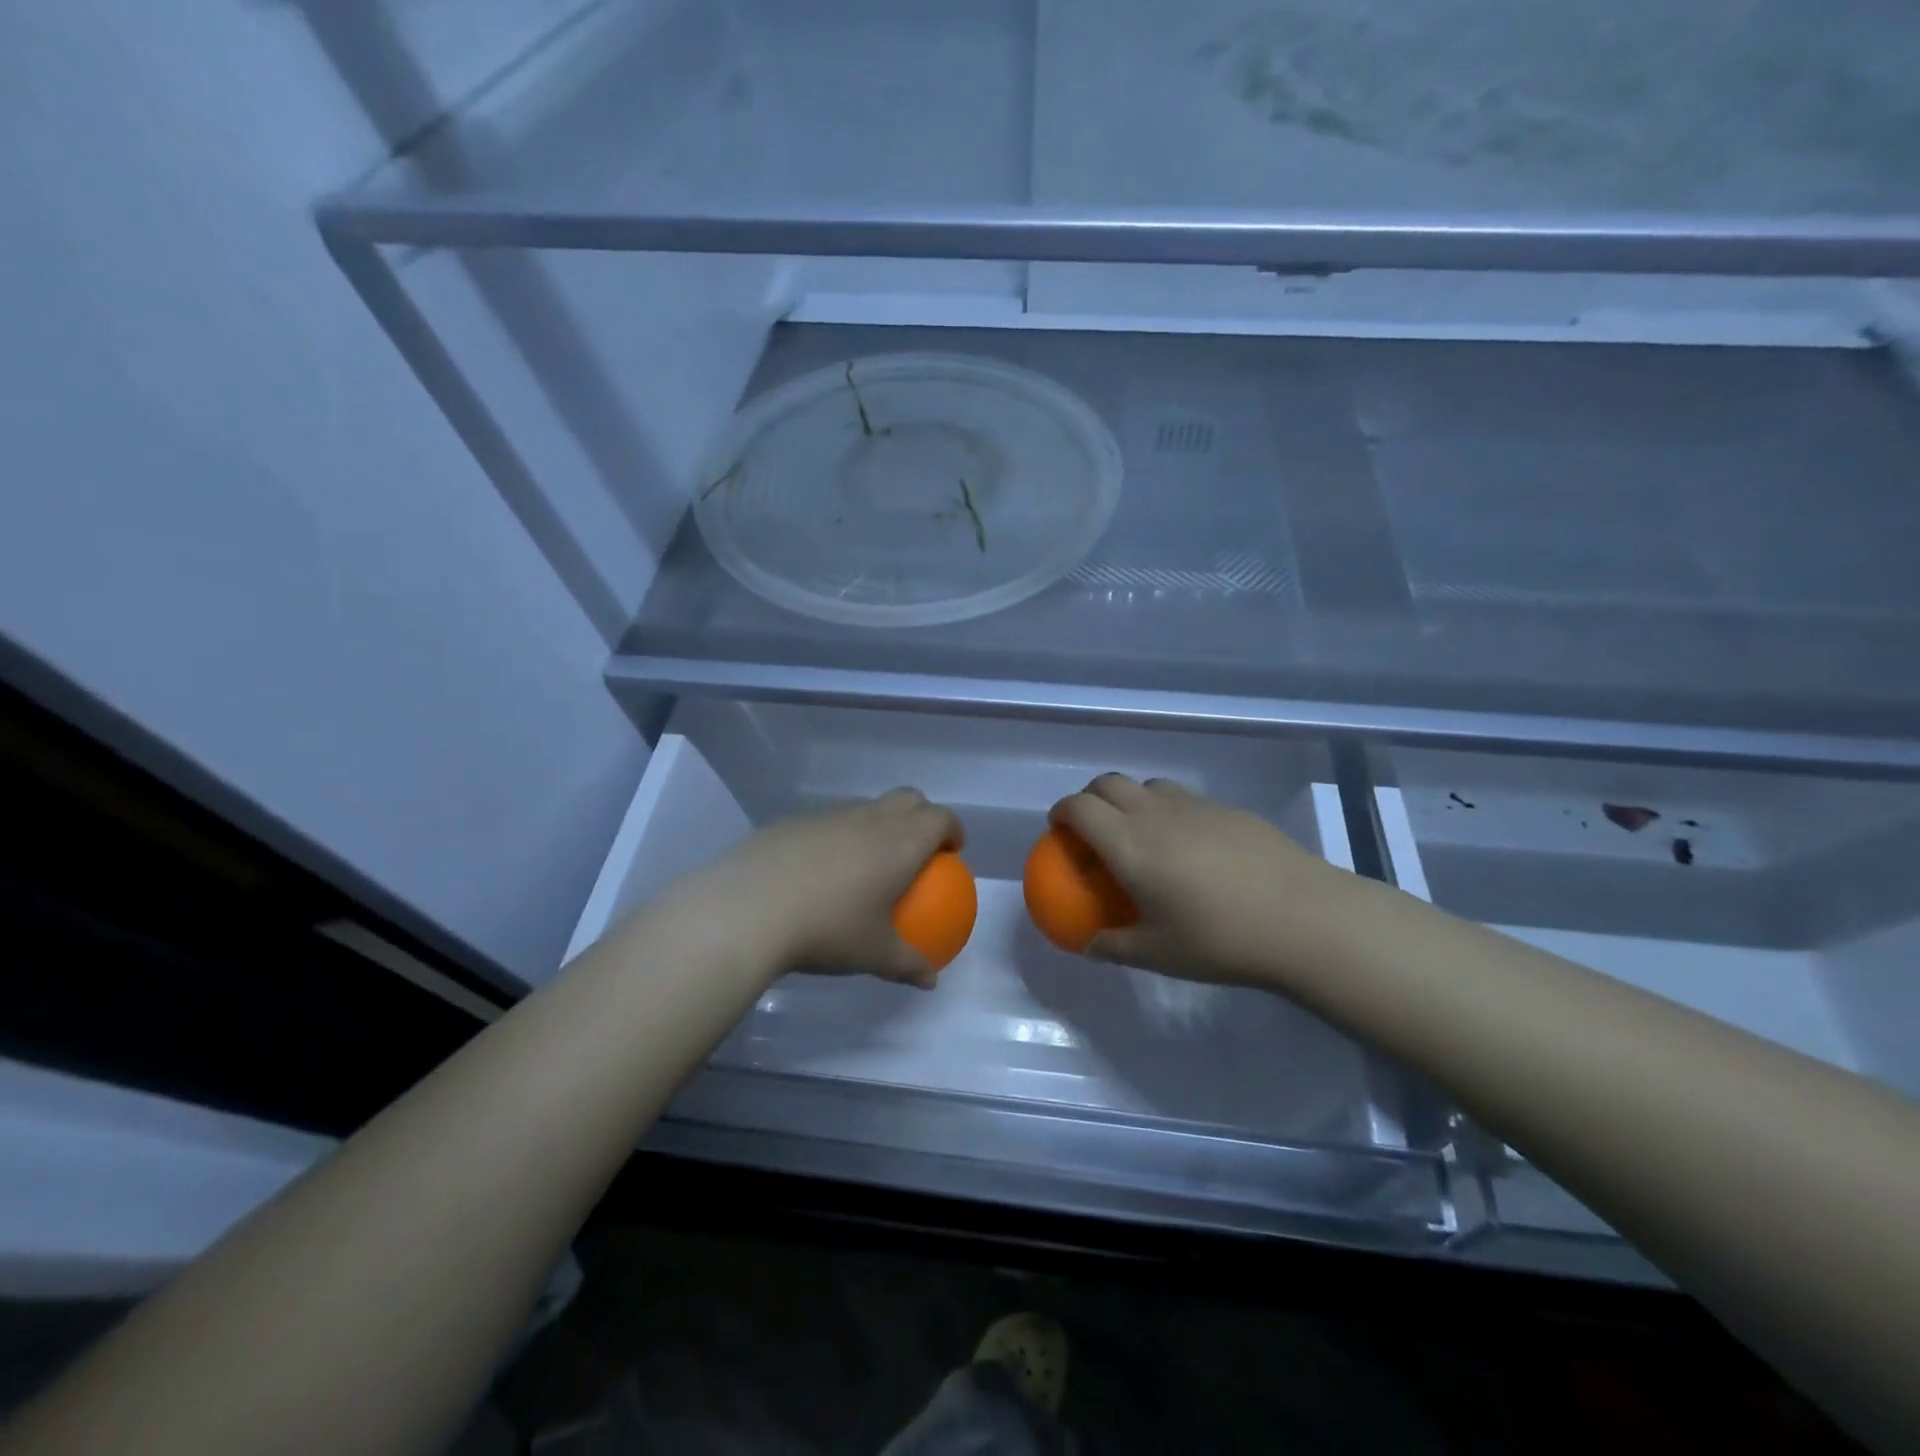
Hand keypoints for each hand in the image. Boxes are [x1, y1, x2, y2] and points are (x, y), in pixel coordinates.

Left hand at [662, 789, 962, 989]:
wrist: (750, 909)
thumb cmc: (828, 929)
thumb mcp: (874, 955)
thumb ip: (908, 965)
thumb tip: (930, 981)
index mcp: (900, 842)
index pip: (940, 818)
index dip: (952, 829)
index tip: (952, 851)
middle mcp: (870, 818)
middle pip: (909, 799)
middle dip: (922, 816)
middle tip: (918, 850)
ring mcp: (830, 815)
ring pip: (867, 807)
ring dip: (879, 825)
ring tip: (868, 863)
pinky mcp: (795, 821)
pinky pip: (830, 821)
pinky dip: (839, 836)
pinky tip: (820, 872)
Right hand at [1048, 773, 1352, 987]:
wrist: (1303, 918)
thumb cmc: (1219, 938)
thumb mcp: (1158, 953)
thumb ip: (1115, 946)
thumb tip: (1090, 946)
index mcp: (1128, 843)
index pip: (1079, 807)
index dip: (1061, 811)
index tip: (1058, 828)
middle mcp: (1155, 813)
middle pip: (1109, 782)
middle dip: (1091, 797)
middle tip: (1093, 828)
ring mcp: (1195, 805)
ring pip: (1149, 785)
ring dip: (1132, 799)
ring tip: (1142, 833)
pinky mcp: (1229, 809)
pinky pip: (1185, 798)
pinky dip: (1170, 810)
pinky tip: (1191, 846)